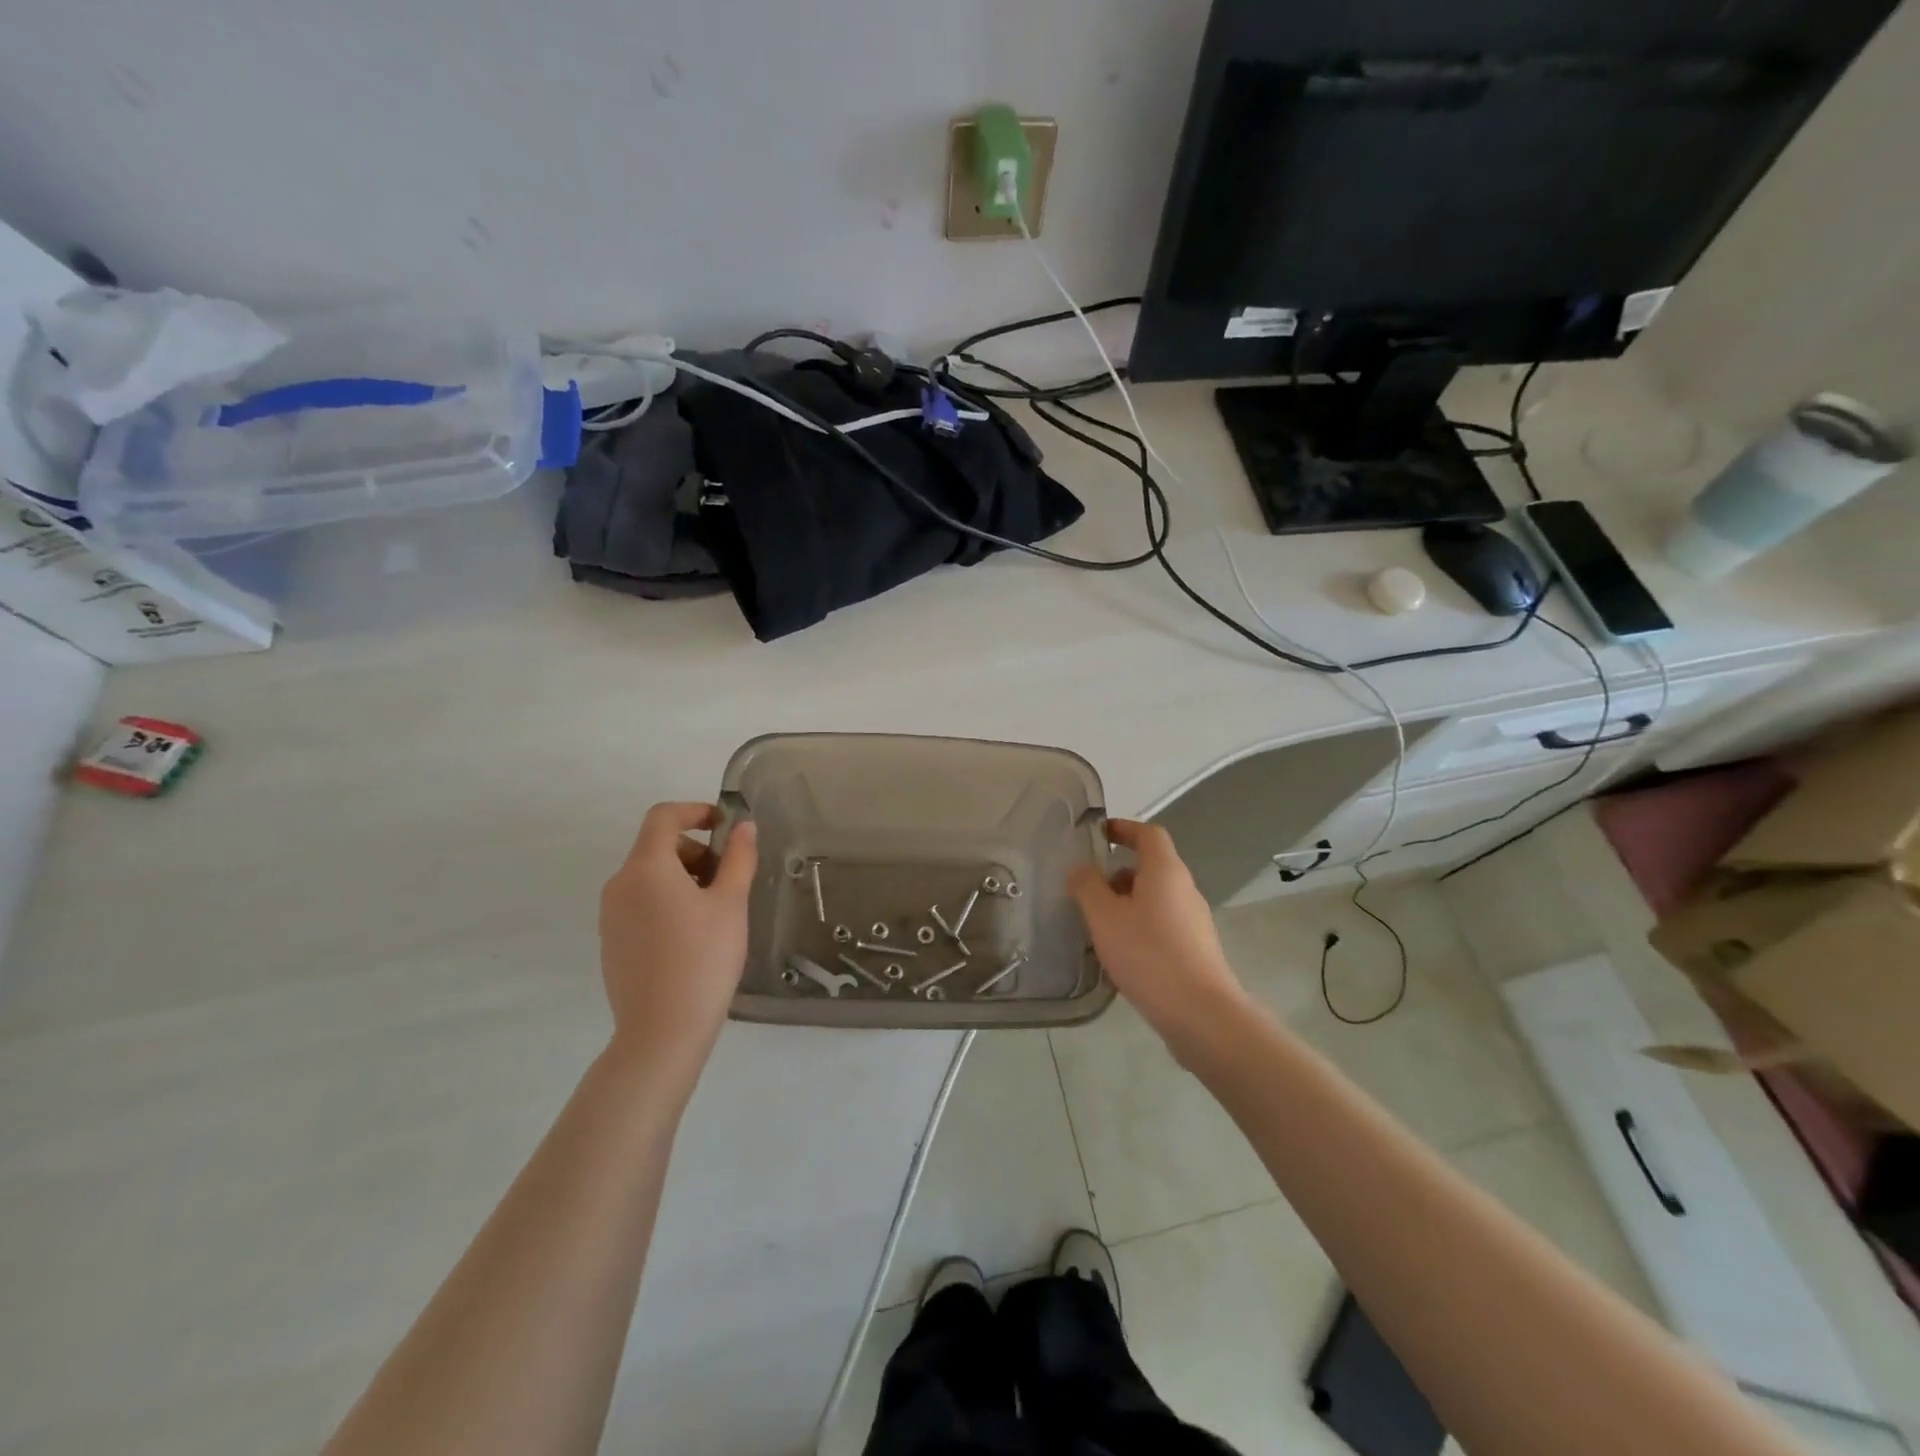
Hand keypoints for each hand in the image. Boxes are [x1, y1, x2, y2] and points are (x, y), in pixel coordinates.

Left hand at [599, 803, 756, 1080]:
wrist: (662, 1032)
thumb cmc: (703, 959)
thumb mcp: (731, 904)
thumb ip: (739, 858)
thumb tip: (744, 826)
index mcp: (646, 868)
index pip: (663, 816)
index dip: (696, 811)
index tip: (727, 827)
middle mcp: (619, 884)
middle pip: (656, 847)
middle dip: (696, 851)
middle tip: (729, 878)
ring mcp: (610, 916)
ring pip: (649, 877)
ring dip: (683, 877)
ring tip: (715, 911)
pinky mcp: (611, 942)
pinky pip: (640, 904)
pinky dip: (667, 902)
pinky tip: (692, 937)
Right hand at [1069, 819, 1250, 1059]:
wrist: (1200, 1013)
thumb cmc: (1148, 954)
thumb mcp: (1104, 917)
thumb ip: (1087, 887)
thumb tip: (1080, 869)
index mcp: (1166, 871)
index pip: (1148, 834)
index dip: (1124, 828)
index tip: (1100, 834)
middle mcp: (1185, 889)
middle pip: (1152, 867)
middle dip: (1118, 873)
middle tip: (1089, 890)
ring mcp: (1195, 920)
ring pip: (1156, 898)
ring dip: (1127, 902)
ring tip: (1099, 925)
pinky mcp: (1196, 948)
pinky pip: (1163, 923)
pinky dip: (1140, 925)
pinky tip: (1122, 953)